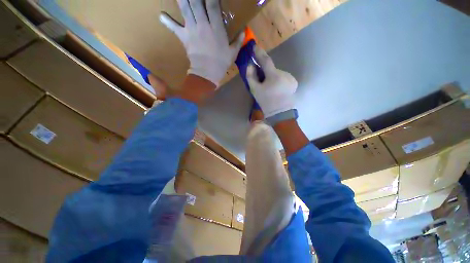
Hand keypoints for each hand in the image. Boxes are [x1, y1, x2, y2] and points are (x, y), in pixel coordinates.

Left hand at [160, 0, 244, 86]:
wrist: (207, 74)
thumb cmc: (221, 64)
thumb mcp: (232, 53)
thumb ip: (238, 41)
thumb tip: (244, 31)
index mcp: (216, 28)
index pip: (213, 5)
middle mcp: (203, 25)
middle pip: (196, 2)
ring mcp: (191, 30)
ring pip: (185, 9)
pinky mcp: (184, 37)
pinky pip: (173, 27)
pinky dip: (167, 21)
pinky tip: (161, 15)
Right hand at [247, 46, 297, 118]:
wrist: (280, 113)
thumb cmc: (266, 102)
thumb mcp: (255, 91)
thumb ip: (251, 76)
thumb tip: (250, 65)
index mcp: (274, 76)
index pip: (266, 61)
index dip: (259, 53)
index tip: (254, 46)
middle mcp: (285, 74)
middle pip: (272, 69)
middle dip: (266, 72)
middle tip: (261, 80)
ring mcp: (291, 78)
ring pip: (278, 74)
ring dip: (272, 77)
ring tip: (270, 87)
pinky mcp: (294, 82)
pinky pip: (283, 77)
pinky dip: (278, 80)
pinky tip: (277, 88)